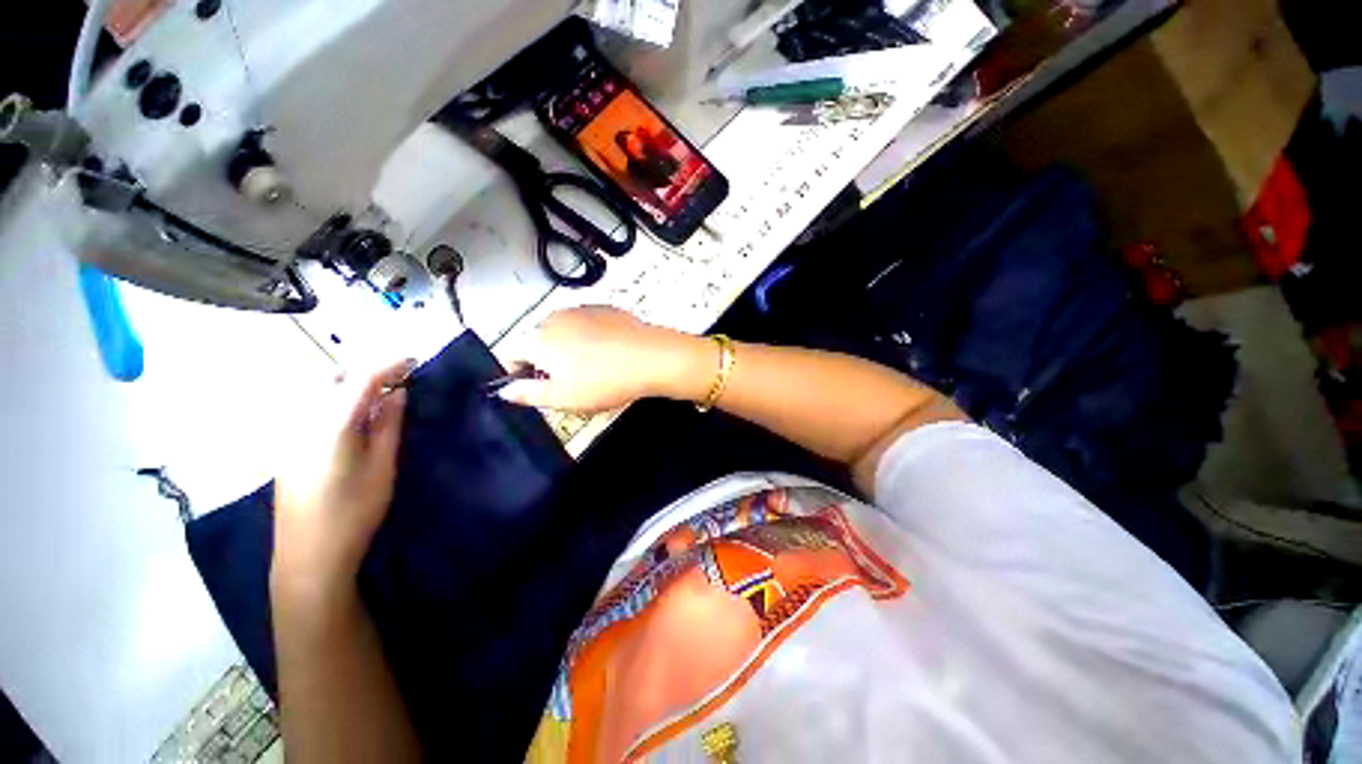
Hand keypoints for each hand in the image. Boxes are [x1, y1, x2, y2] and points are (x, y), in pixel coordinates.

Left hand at [272, 360, 412, 606]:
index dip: (389, 365)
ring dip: (349, 385)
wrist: (309, 556)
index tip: (413, 361)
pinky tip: (353, 419)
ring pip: (317, 392)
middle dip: (365, 370)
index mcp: (331, 425)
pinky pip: (310, 408)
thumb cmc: (355, 512)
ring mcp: (289, 434)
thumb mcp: (383, 467)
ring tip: (379, 396)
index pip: (361, 379)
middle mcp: (303, 421)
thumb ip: (389, 424)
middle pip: (331, 377)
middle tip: (396, 379)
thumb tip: (397, 393)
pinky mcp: (285, 447)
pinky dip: (334, 401)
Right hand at [499, 306, 707, 413]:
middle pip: (539, 342)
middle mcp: (555, 318)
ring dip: (570, 348)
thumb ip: (528, 393)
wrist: (651, 358)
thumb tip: (504, 391)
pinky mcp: (605, 309)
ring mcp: (581, 310)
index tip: (536, 386)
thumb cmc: (605, 380)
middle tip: (572, 382)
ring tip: (594, 368)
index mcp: (538, 339)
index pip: (512, 354)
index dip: (519, 373)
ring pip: (565, 332)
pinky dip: (591, 337)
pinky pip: (588, 325)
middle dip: (548, 361)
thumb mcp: (563, 397)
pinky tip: (610, 353)